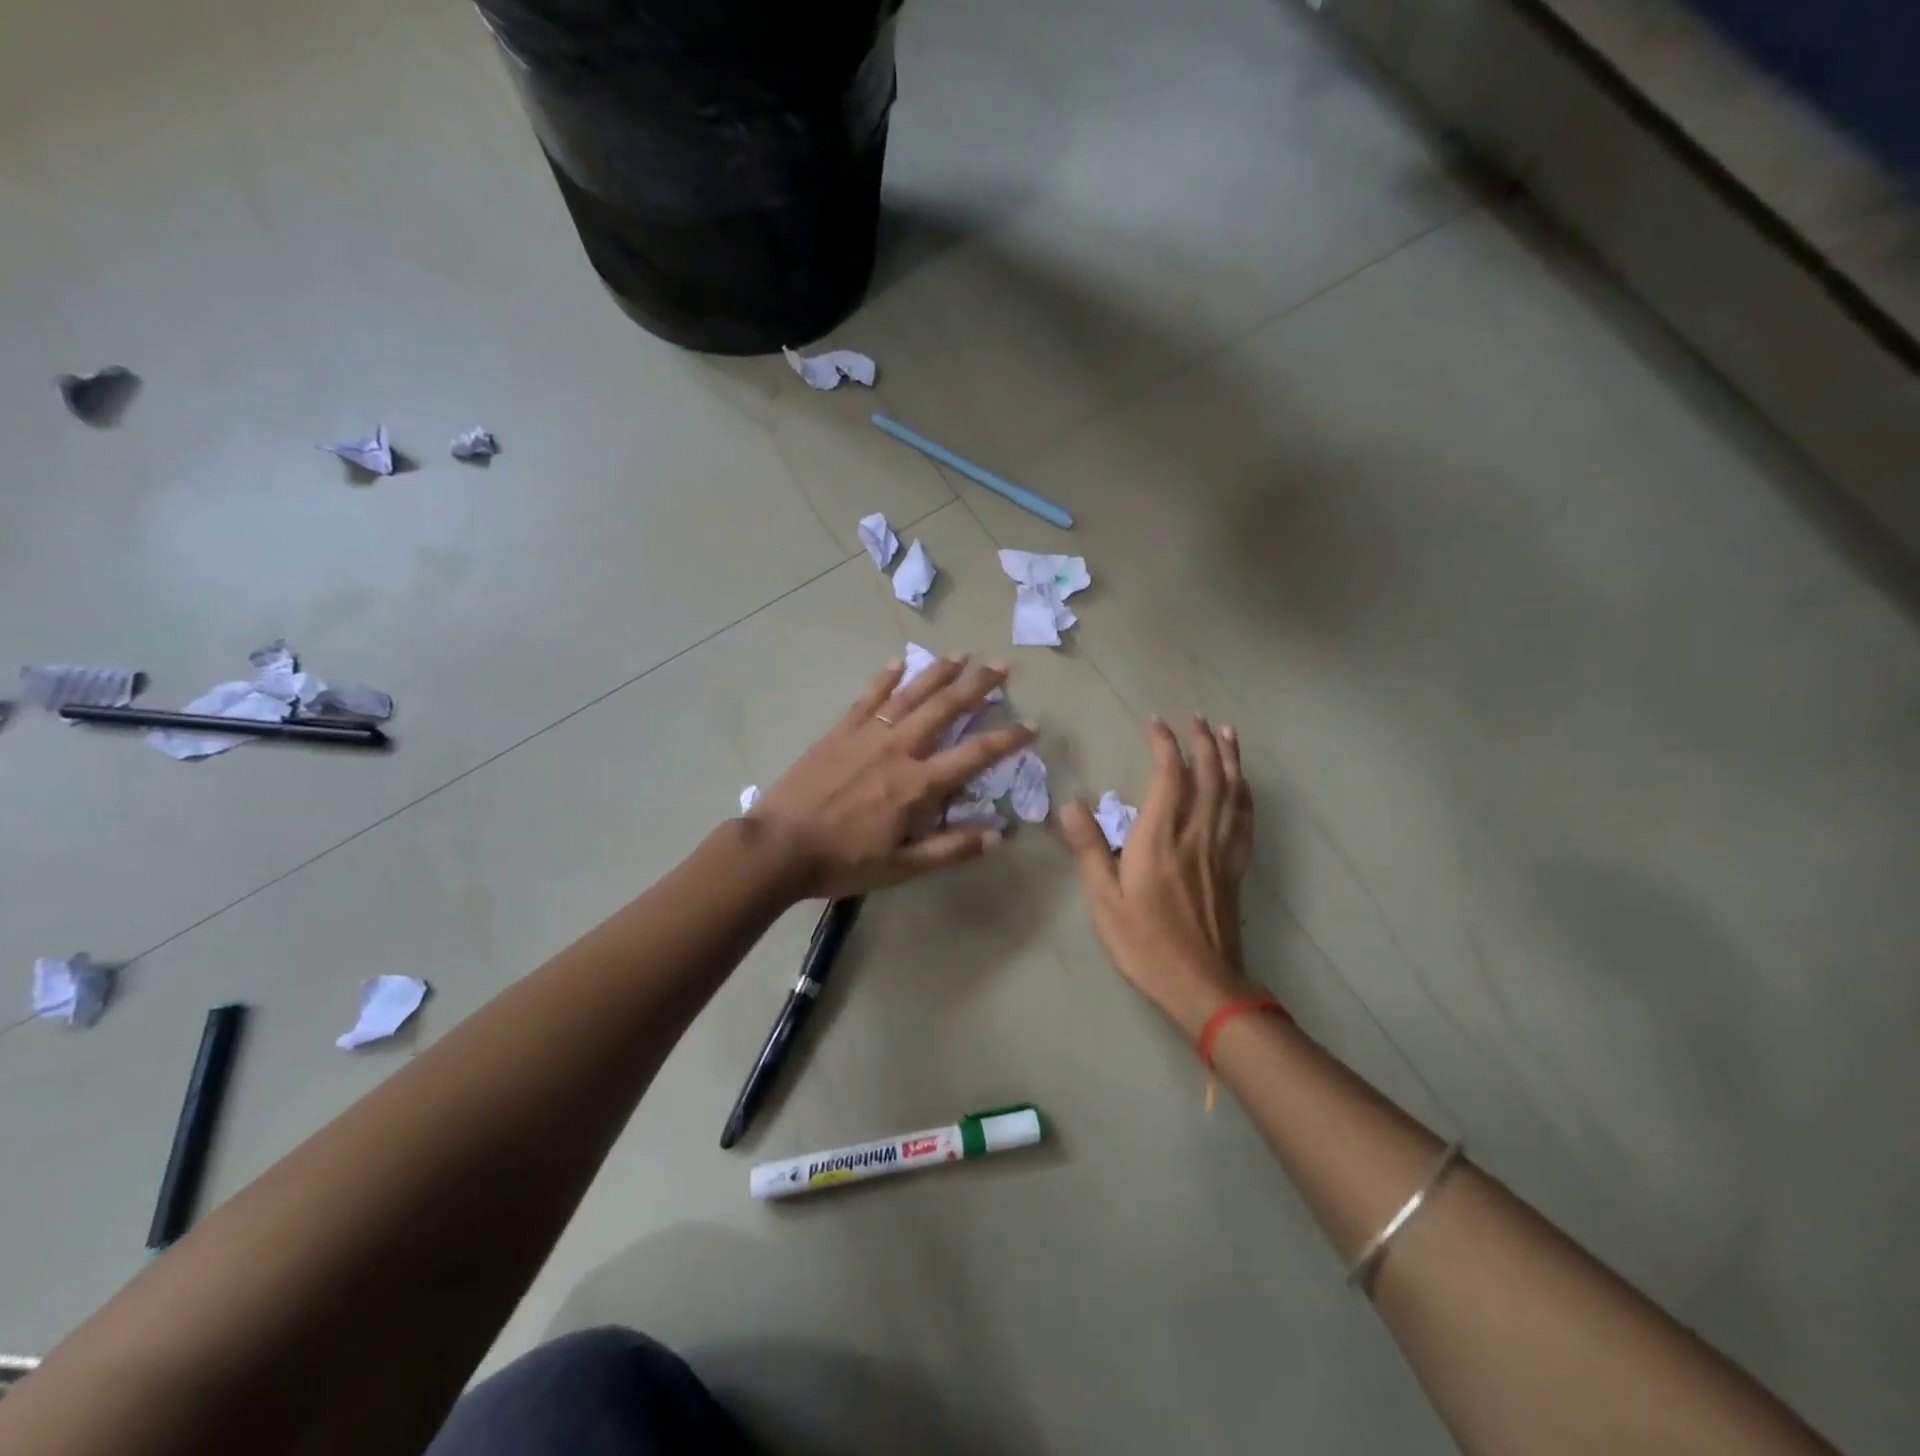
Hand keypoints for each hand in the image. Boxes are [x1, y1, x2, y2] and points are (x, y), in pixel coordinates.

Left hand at [752, 654, 1035, 899]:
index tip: (1031, 725)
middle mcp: (898, 749)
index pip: (974, 754)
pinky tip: (898, 662)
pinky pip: (867, 698)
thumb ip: (951, 849)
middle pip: (945, 709)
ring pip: (910, 695)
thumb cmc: (843, 862)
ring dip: (938, 673)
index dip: (1007, 739)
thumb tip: (999, 834)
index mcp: (918, 784)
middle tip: (1001, 667)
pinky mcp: (839, 732)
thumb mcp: (903, 867)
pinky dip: (885, 678)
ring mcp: (866, 735)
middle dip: (977, 686)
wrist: (778, 847)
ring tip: (961, 655)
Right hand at [1060, 714, 1259, 1033]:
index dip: (1164, 745)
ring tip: (1225, 732)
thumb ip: (1089, 849)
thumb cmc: (1144, 943)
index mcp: (1159, 840)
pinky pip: (1245, 821)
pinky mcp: (1235, 868)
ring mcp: (1221, 851)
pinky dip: (1245, 793)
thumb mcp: (1104, 901)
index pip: (1169, 778)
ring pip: (1232, 793)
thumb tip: (1070, 804)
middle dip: (1202, 742)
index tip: (1155, 723)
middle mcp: (1195, 836)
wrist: (1202, 985)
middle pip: (1208, 777)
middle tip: (1195, 718)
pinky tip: (1243, 784)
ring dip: (1230, 758)